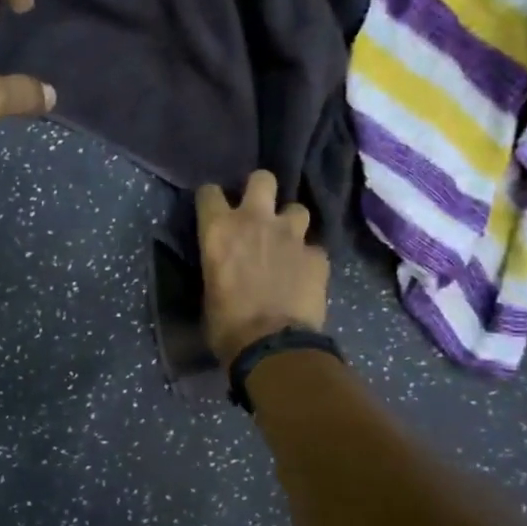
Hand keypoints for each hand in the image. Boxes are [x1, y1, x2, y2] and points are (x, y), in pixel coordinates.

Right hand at [197, 170, 329, 364]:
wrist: (272, 347)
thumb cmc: (226, 325)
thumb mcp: (208, 291)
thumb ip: (218, 266)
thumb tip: (224, 269)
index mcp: (219, 229)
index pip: (209, 191)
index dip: (212, 200)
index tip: (214, 212)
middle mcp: (255, 220)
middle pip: (262, 178)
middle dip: (261, 190)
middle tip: (259, 212)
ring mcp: (291, 235)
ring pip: (297, 209)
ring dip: (291, 224)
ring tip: (288, 244)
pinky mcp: (318, 256)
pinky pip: (315, 248)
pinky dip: (310, 259)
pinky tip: (306, 275)